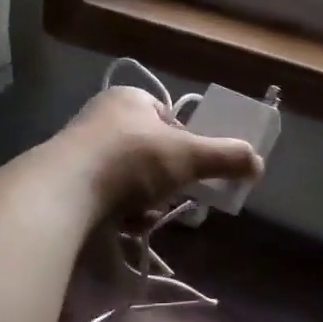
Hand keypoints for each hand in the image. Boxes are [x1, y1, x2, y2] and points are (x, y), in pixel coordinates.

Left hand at [62, 85, 262, 215]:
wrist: (64, 191)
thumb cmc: (132, 160)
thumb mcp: (188, 156)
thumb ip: (225, 157)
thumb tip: (258, 163)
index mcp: (130, 98)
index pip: (169, 119)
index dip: (186, 146)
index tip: (193, 171)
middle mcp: (102, 117)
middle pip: (151, 152)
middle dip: (165, 179)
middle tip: (172, 198)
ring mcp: (80, 149)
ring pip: (129, 177)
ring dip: (143, 199)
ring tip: (144, 215)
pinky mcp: (65, 180)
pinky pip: (105, 195)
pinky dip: (119, 211)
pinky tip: (122, 223)